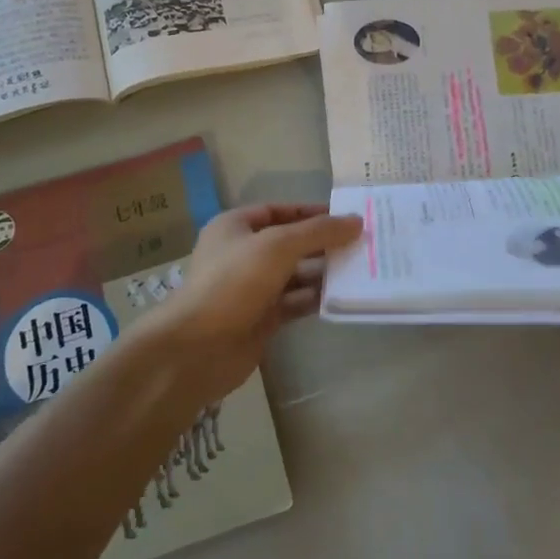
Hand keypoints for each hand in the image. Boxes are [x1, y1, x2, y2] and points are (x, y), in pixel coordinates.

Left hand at [135, 203, 362, 401]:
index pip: (278, 210)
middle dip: (322, 242)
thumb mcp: (279, 246)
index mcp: (235, 227)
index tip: (345, 216)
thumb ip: (318, 232)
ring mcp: (251, 288)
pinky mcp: (260, 318)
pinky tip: (343, 296)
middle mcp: (242, 254)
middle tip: (361, 243)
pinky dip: (315, 298)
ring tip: (360, 268)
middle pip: (289, 242)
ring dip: (323, 271)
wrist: (198, 348)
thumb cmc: (234, 281)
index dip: (310, 211)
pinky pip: (294, 302)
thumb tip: (356, 221)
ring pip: (294, 274)